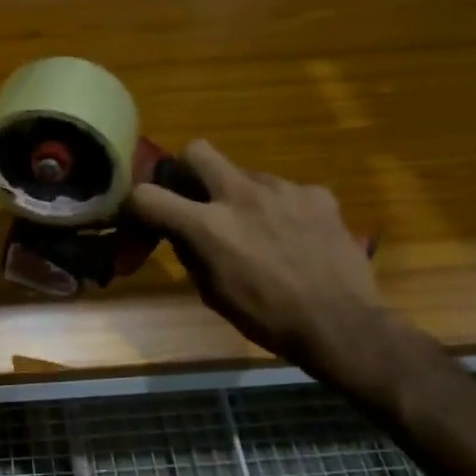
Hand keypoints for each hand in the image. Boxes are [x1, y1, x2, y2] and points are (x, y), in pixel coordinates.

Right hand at [127, 140, 382, 370]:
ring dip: (240, 196)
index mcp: (208, 226)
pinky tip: (295, 236)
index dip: (134, 203)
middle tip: (196, 197)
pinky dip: (280, 209)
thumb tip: (182, 233)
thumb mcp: (213, 292)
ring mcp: (283, 189)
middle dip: (187, 170)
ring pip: (245, 175)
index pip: (147, 196)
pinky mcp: (317, 194)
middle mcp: (241, 195)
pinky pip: (286, 192)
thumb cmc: (267, 318)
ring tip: (258, 230)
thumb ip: (192, 252)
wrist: (341, 324)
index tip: (139, 214)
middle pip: (197, 151)